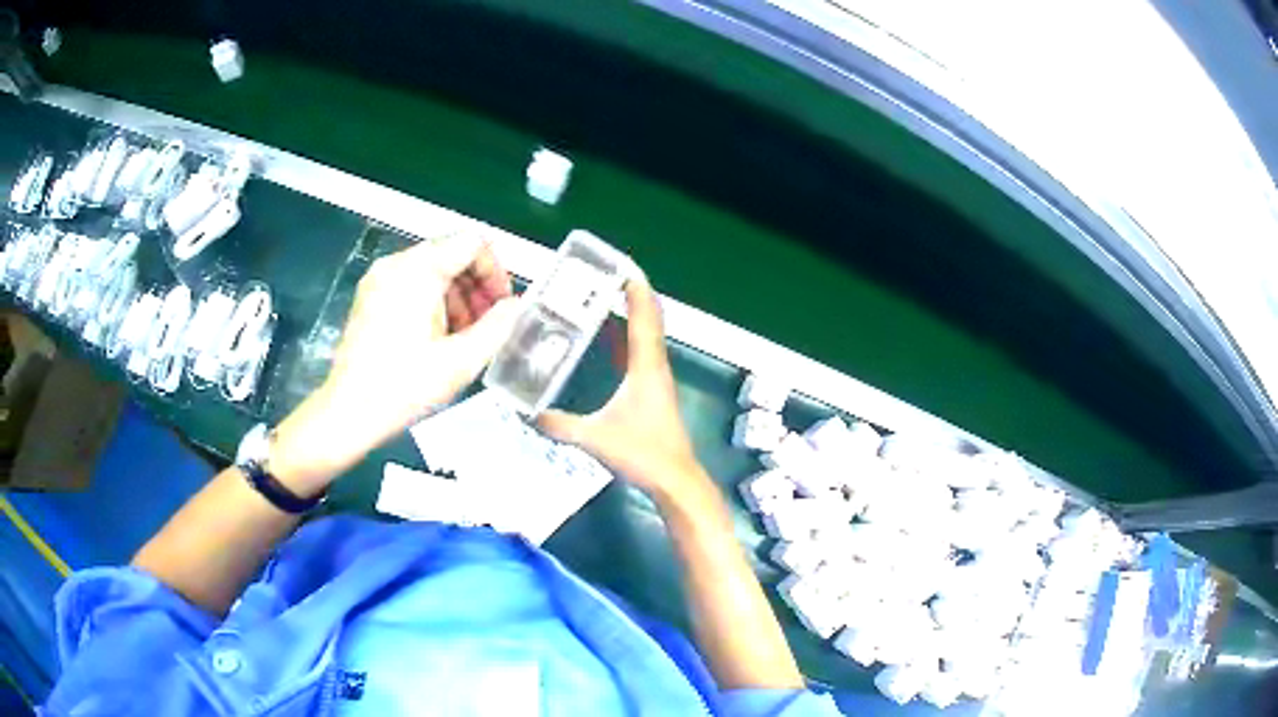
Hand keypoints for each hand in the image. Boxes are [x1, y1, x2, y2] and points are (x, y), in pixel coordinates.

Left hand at [270, 235, 519, 493]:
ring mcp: (379, 278)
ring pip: (432, 270)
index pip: (472, 243)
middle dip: (477, 286)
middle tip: (488, 325)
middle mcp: (397, 263)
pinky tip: (438, 337)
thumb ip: (498, 326)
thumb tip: (517, 306)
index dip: (495, 271)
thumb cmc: (405, 386)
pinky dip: (433, 301)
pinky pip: (411, 284)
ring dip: (457, 296)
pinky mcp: (370, 296)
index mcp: (418, 270)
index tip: (502, 306)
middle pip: (451, 253)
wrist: (349, 411)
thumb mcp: (461, 360)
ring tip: (465, 337)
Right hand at [538, 274, 706, 502]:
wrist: (676, 481)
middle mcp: (656, 365)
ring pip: (648, 335)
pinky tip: (611, 341)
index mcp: (647, 366)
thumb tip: (527, 414)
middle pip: (649, 318)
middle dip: (632, 293)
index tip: (622, 264)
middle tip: (605, 276)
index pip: (644, 316)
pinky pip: (643, 353)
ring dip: (632, 313)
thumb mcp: (595, 439)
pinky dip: (630, 337)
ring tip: (605, 298)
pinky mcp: (655, 392)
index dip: (636, 288)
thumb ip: (560, 426)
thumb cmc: (643, 454)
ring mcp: (658, 379)